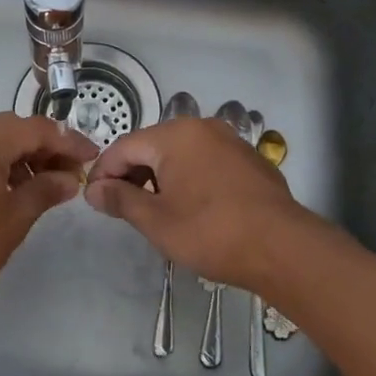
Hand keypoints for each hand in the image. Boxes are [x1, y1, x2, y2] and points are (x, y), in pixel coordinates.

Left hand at [0, 111, 97, 321]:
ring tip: (41, 187)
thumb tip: (69, 179)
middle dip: (43, 149)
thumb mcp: (14, 218)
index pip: (35, 129)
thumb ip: (46, 190)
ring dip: (18, 158)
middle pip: (10, 130)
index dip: (68, 142)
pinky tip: (7, 192)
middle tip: (69, 175)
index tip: (91, 158)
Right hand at [84, 117, 322, 289]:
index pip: (124, 147)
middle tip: (120, 207)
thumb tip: (93, 189)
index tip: (93, 199)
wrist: (282, 248)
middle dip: (131, 173)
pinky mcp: (249, 159)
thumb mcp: (156, 221)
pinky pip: (205, 161)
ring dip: (160, 176)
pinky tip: (191, 207)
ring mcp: (230, 141)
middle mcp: (202, 128)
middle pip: (152, 146)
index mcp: (175, 135)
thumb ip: (120, 199)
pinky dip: (188, 178)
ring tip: (153, 209)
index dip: (103, 172)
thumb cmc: (211, 232)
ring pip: (180, 153)